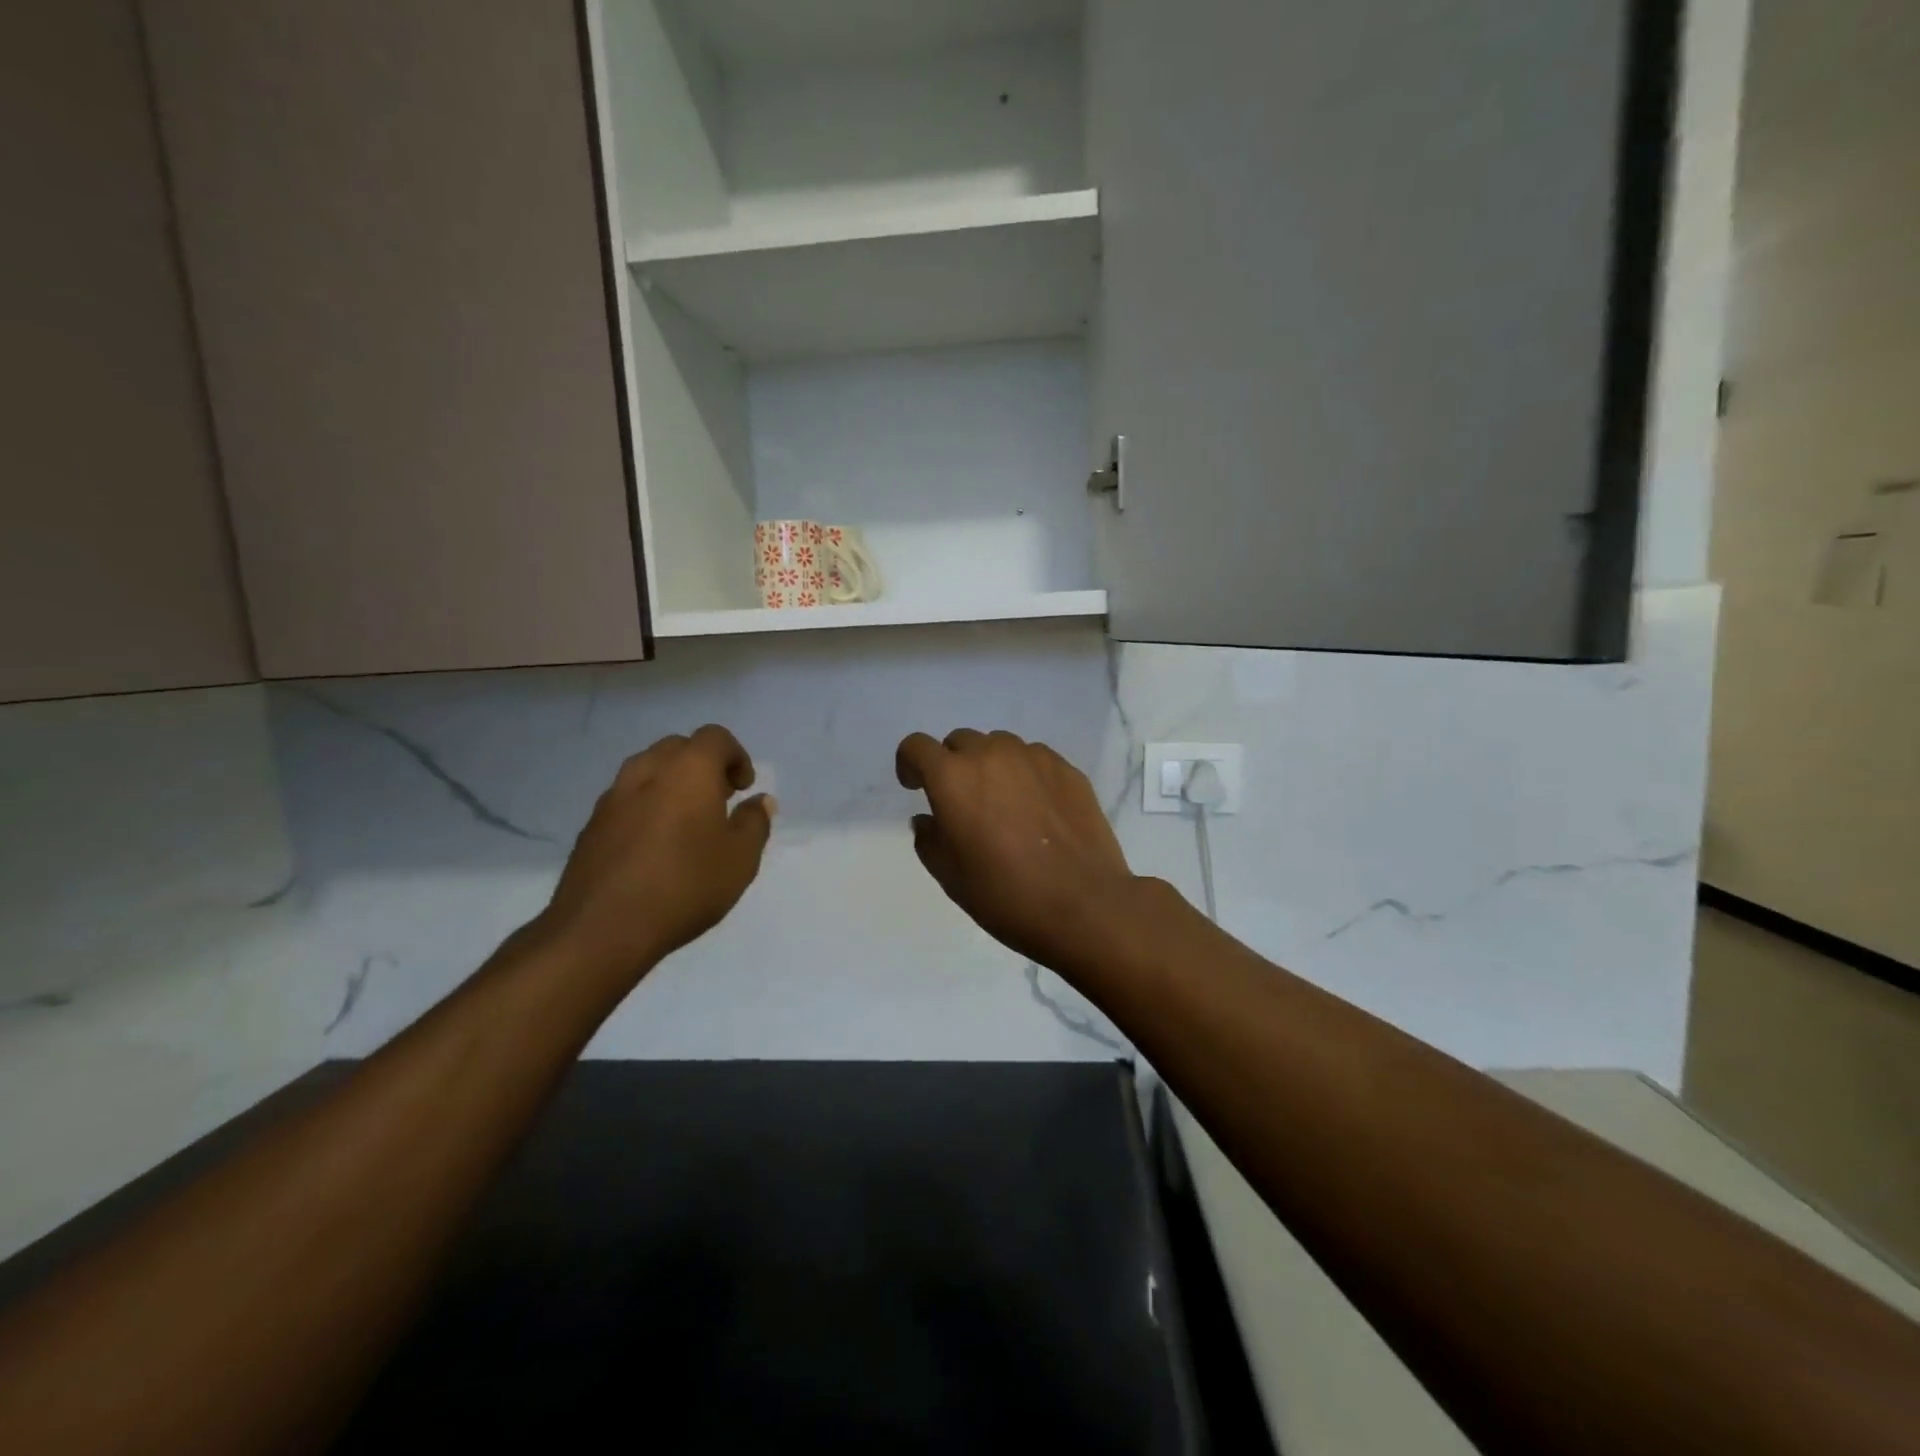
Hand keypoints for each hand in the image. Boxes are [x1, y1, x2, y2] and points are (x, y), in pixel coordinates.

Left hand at [539, 725, 774, 976]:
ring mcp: (612, 798)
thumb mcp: (740, 859)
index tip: (743, 788)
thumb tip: (760, 802)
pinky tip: (654, 847)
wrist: (602, 928)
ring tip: (686, 822)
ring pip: (647, 771)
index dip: (736, 756)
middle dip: (702, 765)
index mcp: (688, 770)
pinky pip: (625, 800)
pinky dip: (645, 808)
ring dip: (670, 784)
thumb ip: (754, 823)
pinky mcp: (591, 826)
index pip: (715, 737)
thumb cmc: (685, 885)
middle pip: (678, 748)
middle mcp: (647, 772)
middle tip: (718, 800)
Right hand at [895, 729, 1140, 972]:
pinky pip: (1034, 758)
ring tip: (1004, 805)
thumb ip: (929, 839)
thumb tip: (928, 819)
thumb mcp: (951, 877)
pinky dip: (1025, 774)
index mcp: (953, 778)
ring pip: (1000, 746)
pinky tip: (1037, 811)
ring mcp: (1034, 757)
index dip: (910, 764)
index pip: (917, 747)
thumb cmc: (1006, 896)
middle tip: (963, 803)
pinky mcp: (1067, 768)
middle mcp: (991, 754)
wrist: (1084, 905)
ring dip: (991, 766)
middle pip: (960, 742)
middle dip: (952, 765)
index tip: (916, 788)